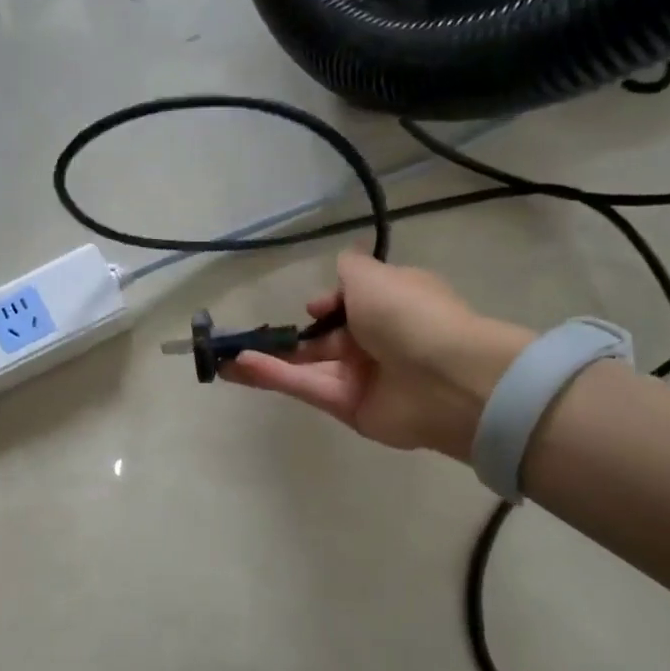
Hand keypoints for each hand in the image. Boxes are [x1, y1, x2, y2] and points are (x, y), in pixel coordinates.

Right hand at [223, 252, 533, 460]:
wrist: (445, 379)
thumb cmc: (409, 315)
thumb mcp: (374, 277)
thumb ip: (349, 270)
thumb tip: (342, 262)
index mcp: (390, 304)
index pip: (352, 303)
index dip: (328, 304)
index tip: (312, 307)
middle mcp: (376, 340)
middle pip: (326, 338)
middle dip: (291, 336)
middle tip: (251, 334)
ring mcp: (361, 377)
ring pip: (308, 365)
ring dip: (269, 358)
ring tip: (224, 355)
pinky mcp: (347, 407)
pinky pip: (306, 388)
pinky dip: (273, 376)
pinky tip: (239, 367)